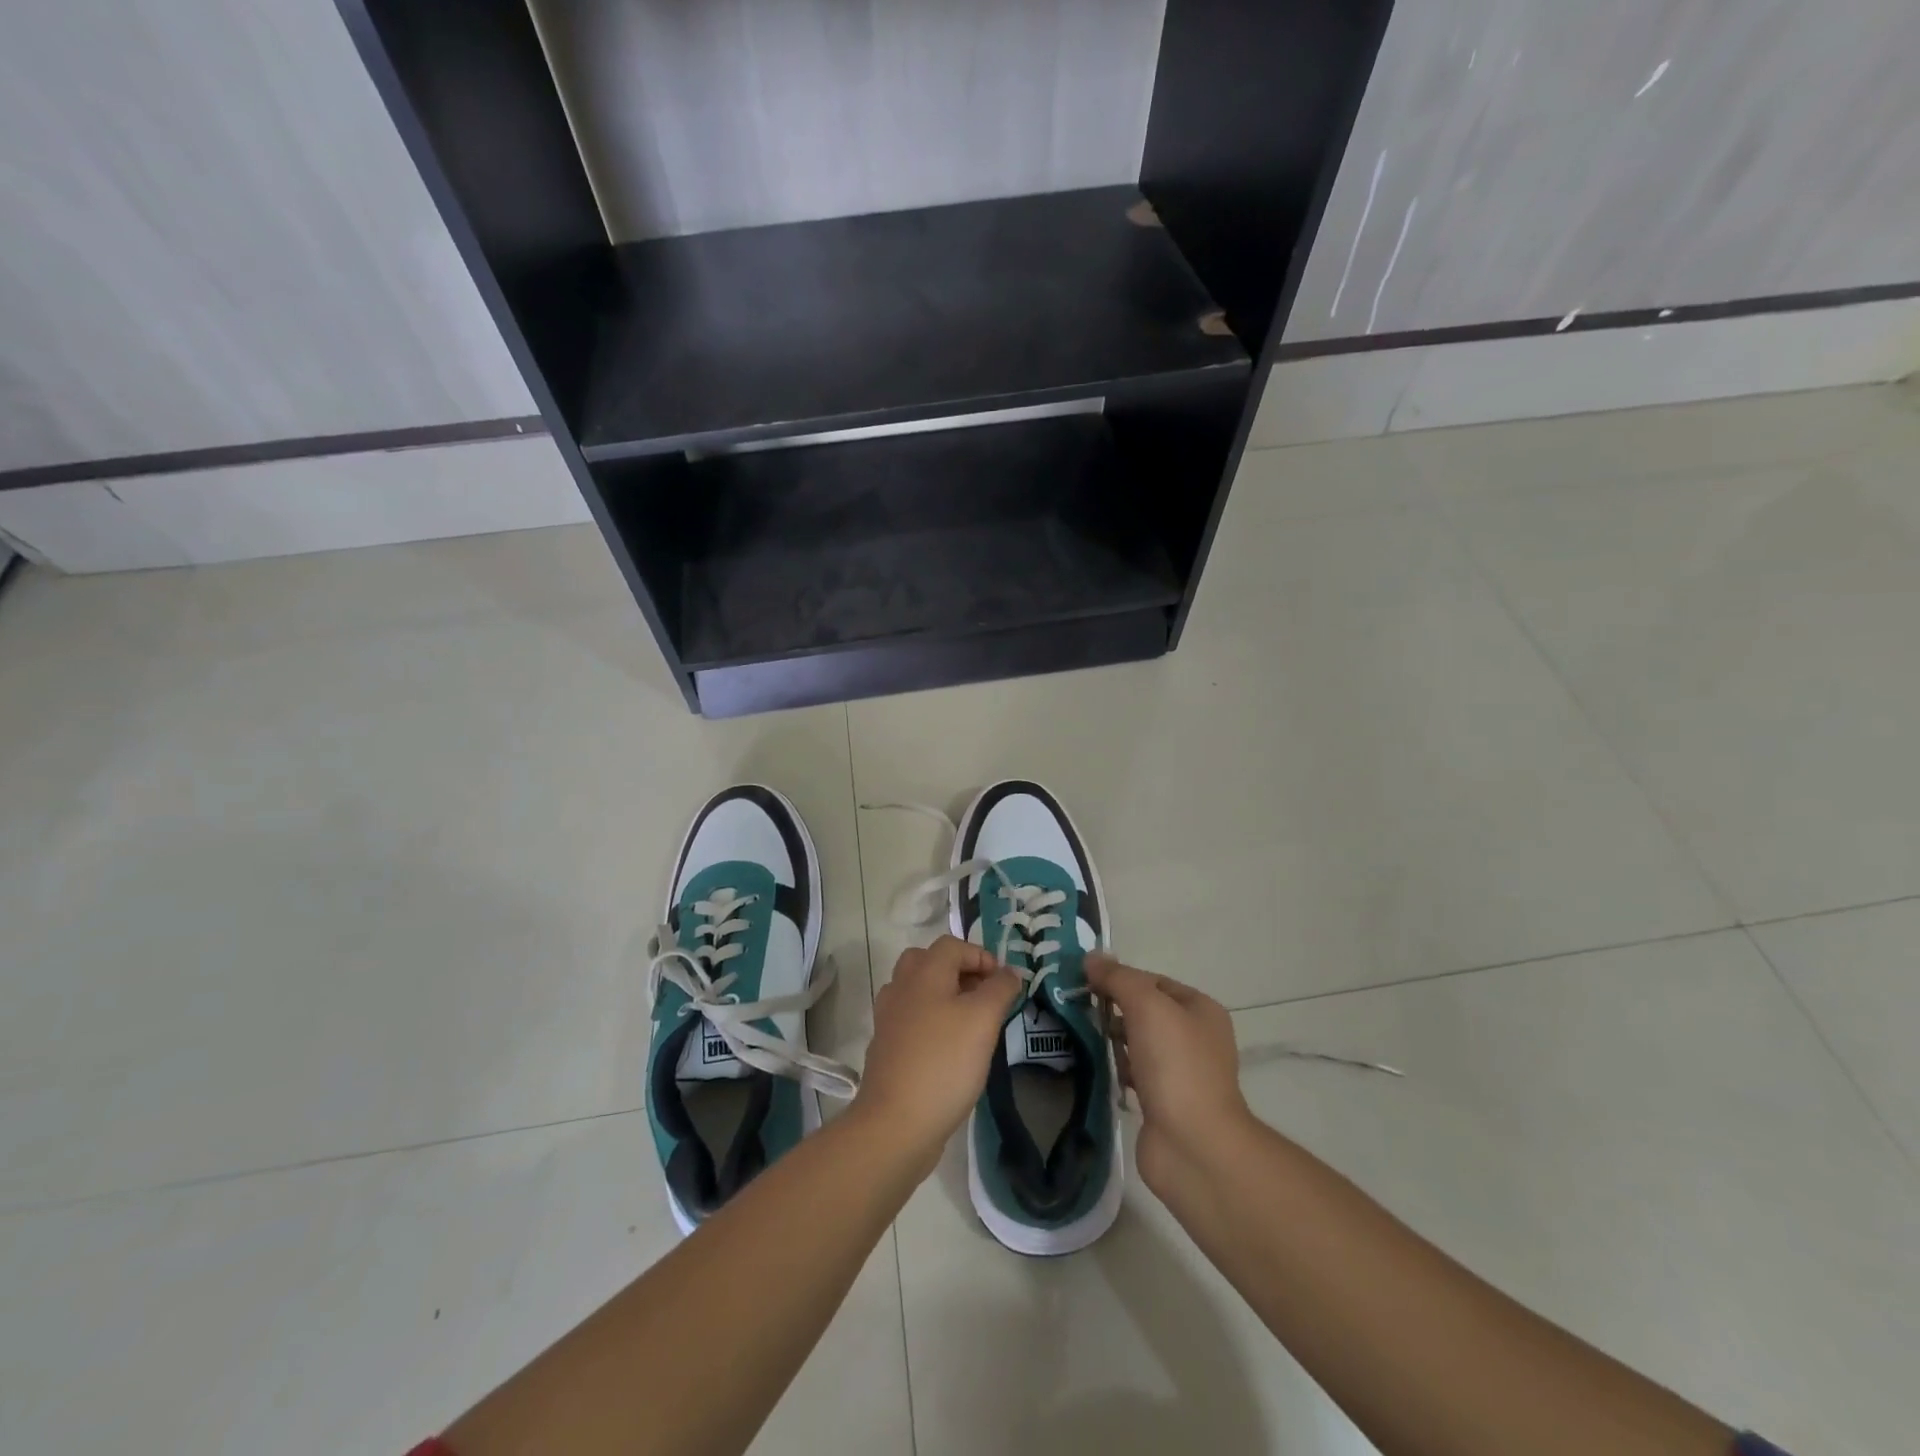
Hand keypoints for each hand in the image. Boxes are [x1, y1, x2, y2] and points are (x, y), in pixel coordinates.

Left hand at [855, 936, 1022, 1173]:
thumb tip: (1010, 971)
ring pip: (918, 991)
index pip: (952, 945)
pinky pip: (912, 1019)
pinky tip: (950, 1048)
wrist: (895, 1123)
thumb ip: (1000, 989)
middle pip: (929, 962)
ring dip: (945, 996)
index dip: (981, 956)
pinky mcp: (887, 1048)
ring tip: (970, 1023)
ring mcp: (889, 1019)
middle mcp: (901, 988)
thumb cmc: (944, 1063)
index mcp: (923, 973)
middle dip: (959, 972)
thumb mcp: (983, 1020)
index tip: (1003, 984)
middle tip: (983, 997)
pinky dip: (932, 1022)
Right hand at [1086, 954, 1252, 1193]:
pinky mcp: (1166, 1102)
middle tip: (1080, 1009)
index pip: (1154, 980)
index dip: (1121, 978)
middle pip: (1146, 1011)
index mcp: (1201, 1009)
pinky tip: (1102, 1070)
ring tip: (1085, 1037)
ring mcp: (1182, 1072)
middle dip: (1114, 1009)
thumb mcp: (1147, 1005)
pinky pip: (1136, 1073)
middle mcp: (1197, 1037)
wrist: (1193, 1145)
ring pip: (1139, 1042)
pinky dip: (1119, 1070)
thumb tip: (1091, 957)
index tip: (1086, 983)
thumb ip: (1118, 978)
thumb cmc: (1175, 1065)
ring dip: (1114, 1040)